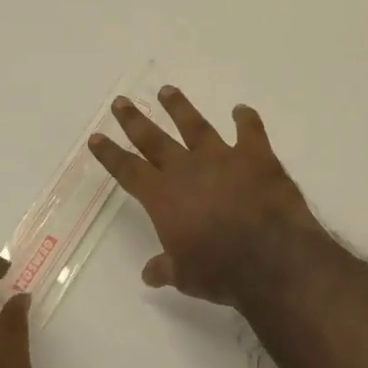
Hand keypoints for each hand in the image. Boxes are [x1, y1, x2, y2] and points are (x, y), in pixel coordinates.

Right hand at [88, 86, 319, 304]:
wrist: (270, 257)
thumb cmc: (220, 271)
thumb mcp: (185, 277)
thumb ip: (166, 269)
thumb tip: (149, 273)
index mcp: (163, 198)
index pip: (128, 171)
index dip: (111, 154)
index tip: (96, 137)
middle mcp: (188, 170)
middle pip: (154, 140)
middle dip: (134, 121)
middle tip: (121, 102)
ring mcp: (222, 158)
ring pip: (195, 126)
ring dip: (180, 108)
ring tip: (167, 90)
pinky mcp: (256, 156)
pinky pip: (249, 131)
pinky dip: (246, 119)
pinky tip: (242, 109)